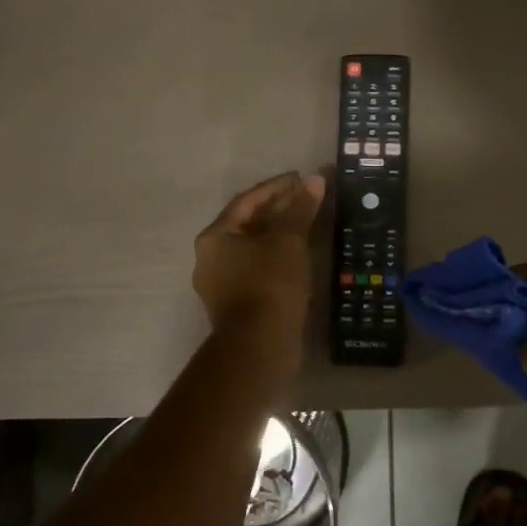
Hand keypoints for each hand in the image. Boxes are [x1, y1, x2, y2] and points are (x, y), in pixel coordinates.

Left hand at [193, 171, 326, 356]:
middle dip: (279, 210)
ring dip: (280, 235)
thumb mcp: (288, 241)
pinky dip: (278, 258)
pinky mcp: (237, 304)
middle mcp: (211, 258)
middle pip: (248, 224)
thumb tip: (315, 179)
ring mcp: (221, 284)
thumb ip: (300, 209)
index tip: (301, 179)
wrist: (260, 347)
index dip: (276, 187)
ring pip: (254, 248)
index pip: (247, 201)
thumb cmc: (270, 285)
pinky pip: (258, 270)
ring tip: (308, 225)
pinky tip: (300, 256)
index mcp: (215, 237)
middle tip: (307, 199)